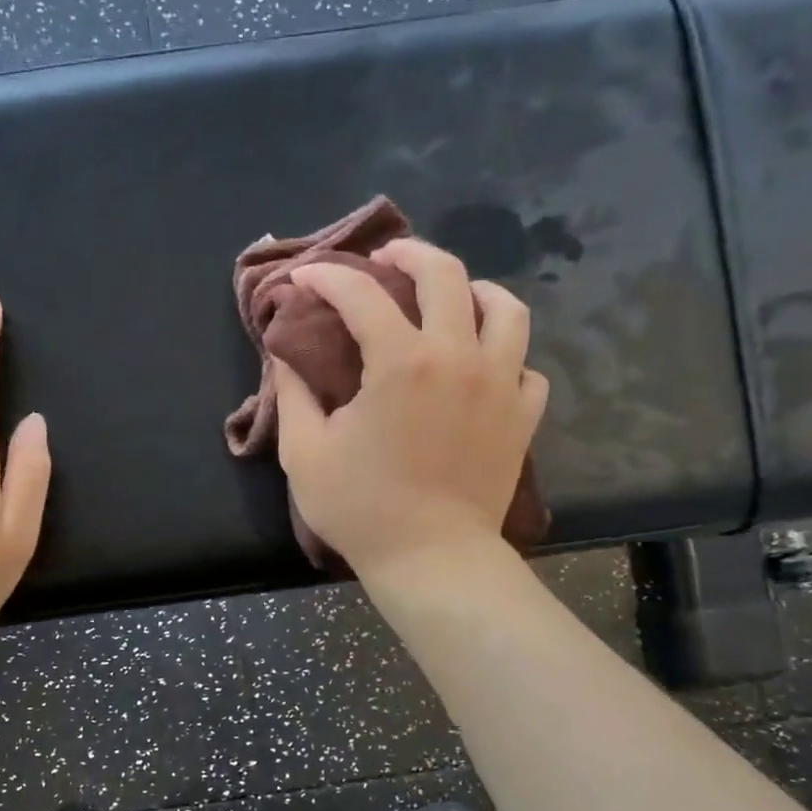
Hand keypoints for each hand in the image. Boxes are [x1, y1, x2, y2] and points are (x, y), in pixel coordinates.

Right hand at [273, 238, 547, 581]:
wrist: (432, 558)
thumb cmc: (362, 508)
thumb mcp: (304, 453)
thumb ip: (293, 394)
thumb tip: (285, 356)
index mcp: (400, 361)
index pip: (360, 294)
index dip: (326, 277)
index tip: (304, 279)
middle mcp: (457, 356)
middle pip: (445, 273)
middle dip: (409, 252)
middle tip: (386, 259)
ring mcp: (500, 383)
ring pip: (506, 308)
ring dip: (474, 290)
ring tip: (453, 298)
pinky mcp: (523, 416)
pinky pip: (526, 366)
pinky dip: (504, 355)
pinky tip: (483, 366)